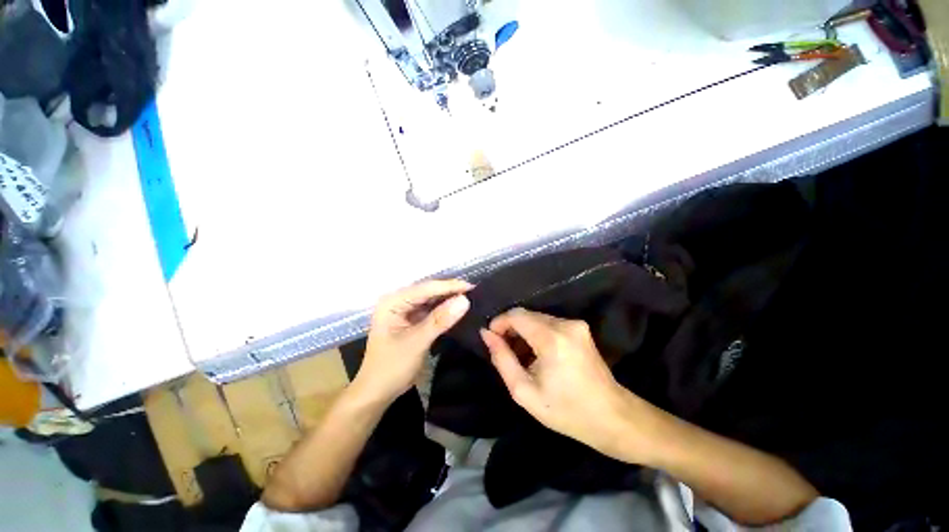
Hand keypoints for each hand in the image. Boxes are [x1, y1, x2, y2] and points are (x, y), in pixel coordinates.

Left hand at [355, 279, 471, 401]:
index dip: (449, 286)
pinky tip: (458, 309)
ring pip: (431, 300)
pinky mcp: (412, 320)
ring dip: (449, 300)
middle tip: (475, 292)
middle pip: (429, 292)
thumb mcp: (417, 342)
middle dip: (451, 291)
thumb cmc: (391, 367)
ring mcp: (405, 310)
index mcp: (393, 302)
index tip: (472, 287)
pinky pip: (431, 311)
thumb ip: (440, 320)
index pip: (425, 288)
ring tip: (471, 298)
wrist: (377, 392)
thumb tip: (465, 300)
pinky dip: (444, 310)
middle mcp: (398, 301)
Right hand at [481, 308, 653, 458]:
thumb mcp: (524, 392)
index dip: (499, 322)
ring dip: (524, 332)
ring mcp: (575, 324)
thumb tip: (487, 334)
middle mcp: (565, 324)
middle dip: (511, 328)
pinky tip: (536, 353)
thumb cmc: (566, 411)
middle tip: (503, 350)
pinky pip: (549, 323)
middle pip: (527, 315)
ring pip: (537, 318)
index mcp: (551, 339)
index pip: (516, 315)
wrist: (612, 417)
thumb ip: (502, 359)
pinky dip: (537, 333)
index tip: (490, 337)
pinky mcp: (580, 328)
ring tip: (519, 355)